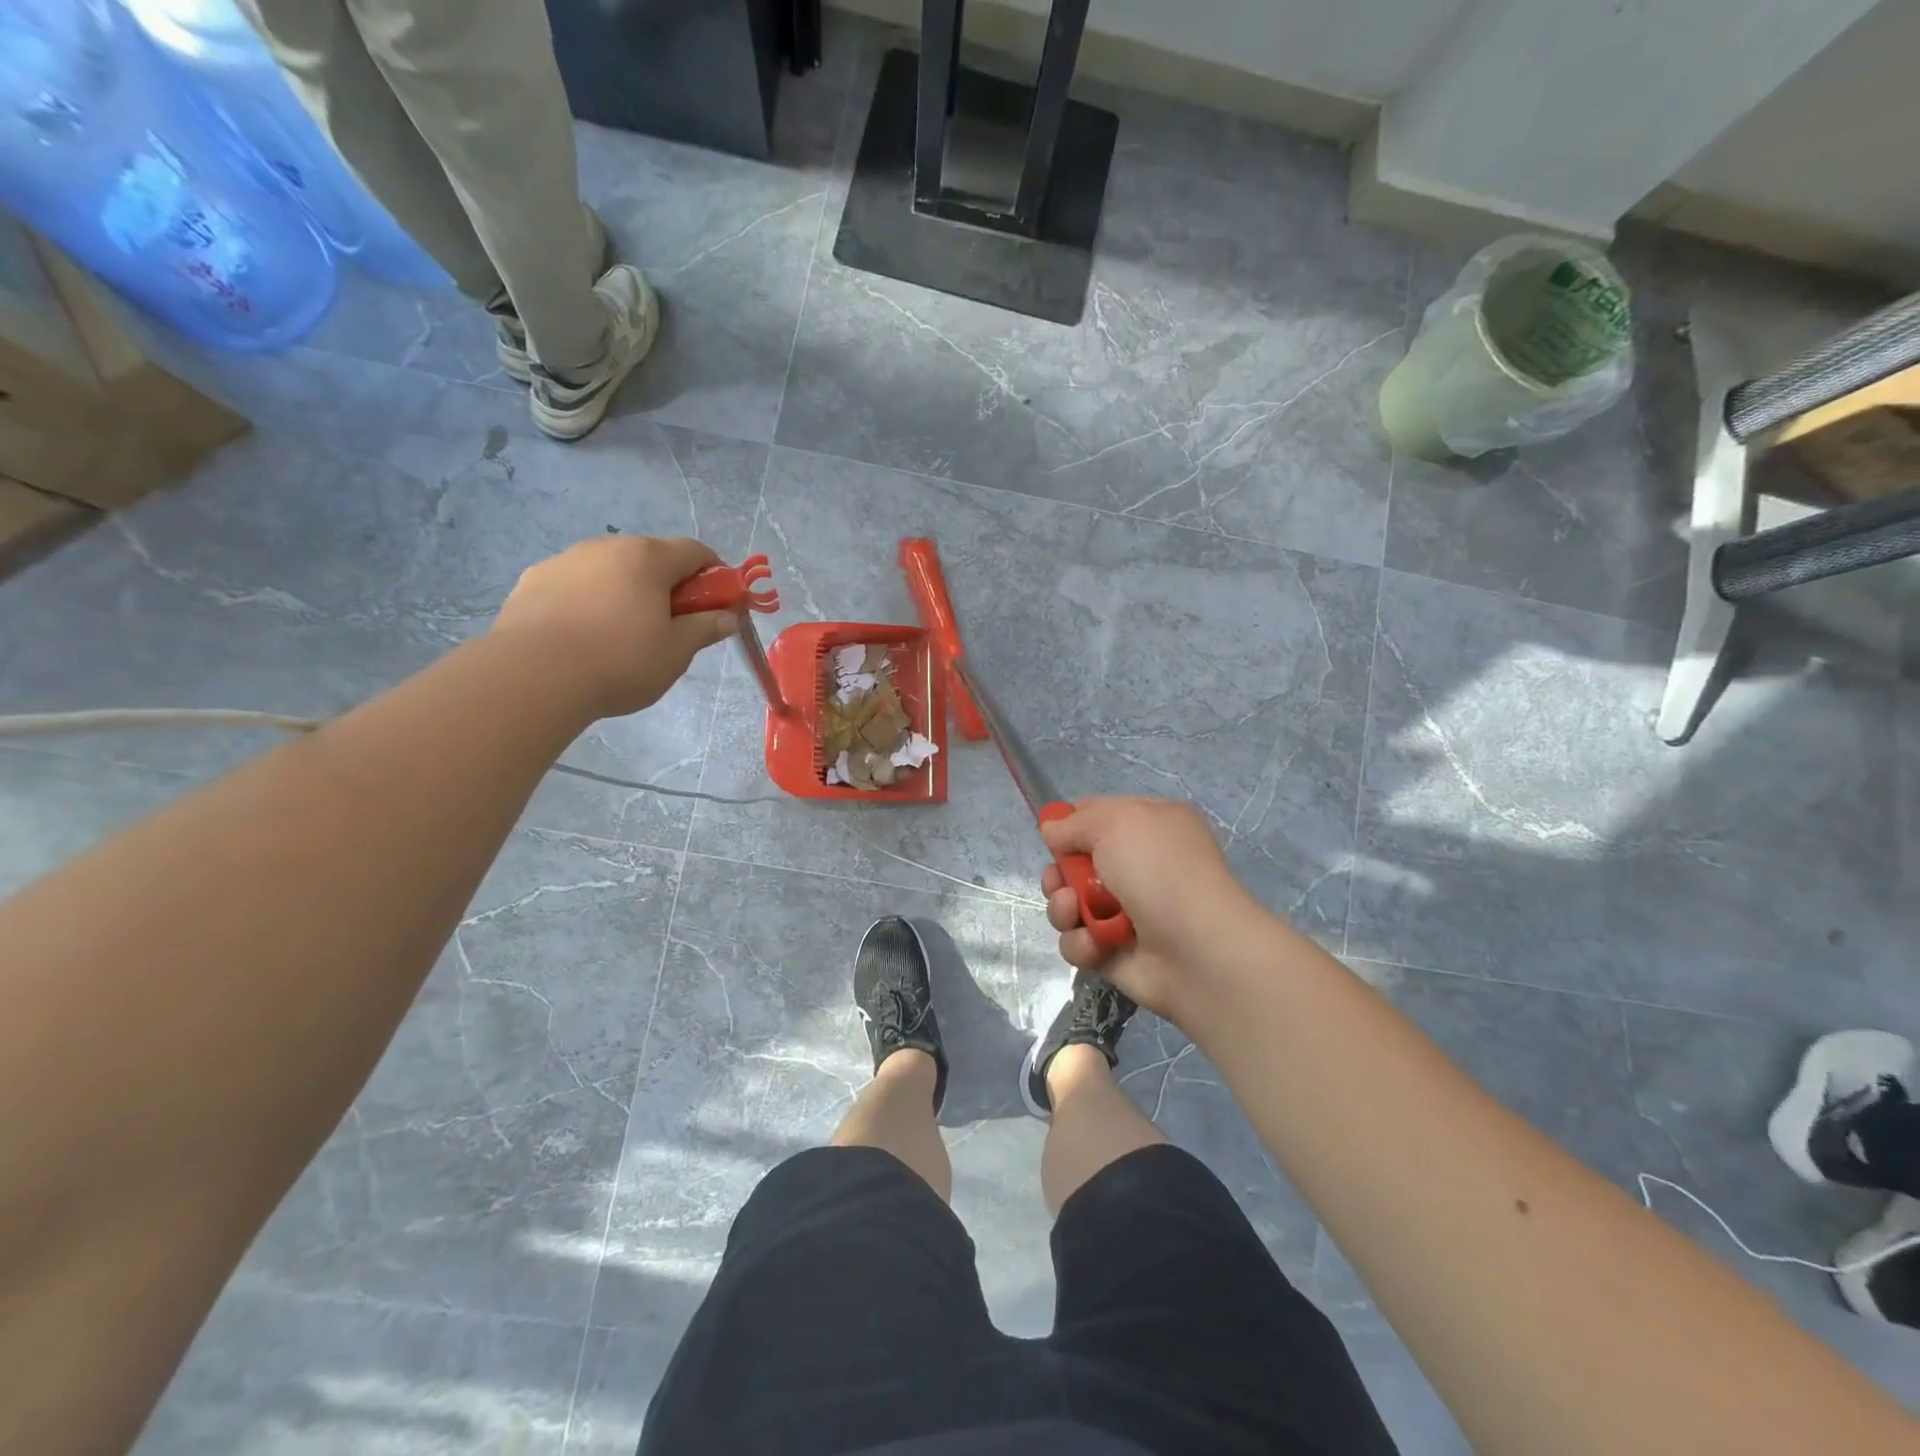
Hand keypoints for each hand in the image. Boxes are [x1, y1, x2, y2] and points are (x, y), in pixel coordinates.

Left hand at [492, 536, 737, 719]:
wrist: (532, 676)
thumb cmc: (620, 661)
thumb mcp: (676, 651)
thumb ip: (705, 628)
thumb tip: (728, 616)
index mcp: (647, 558)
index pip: (694, 551)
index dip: (715, 574)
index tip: (718, 603)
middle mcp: (606, 547)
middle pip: (650, 558)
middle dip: (668, 586)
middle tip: (672, 626)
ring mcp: (564, 560)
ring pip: (609, 571)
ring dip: (626, 592)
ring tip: (621, 636)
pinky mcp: (532, 581)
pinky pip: (575, 586)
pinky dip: (589, 602)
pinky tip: (583, 638)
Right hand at [1040, 797, 1260, 1023]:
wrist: (1197, 950)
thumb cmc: (1159, 871)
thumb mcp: (1116, 823)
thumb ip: (1074, 822)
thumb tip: (1051, 829)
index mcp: (1149, 826)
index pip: (1099, 815)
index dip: (1071, 824)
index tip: (1053, 834)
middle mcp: (1139, 866)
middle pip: (1075, 864)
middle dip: (1059, 873)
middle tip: (1060, 881)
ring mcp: (1126, 912)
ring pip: (1069, 904)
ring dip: (1063, 908)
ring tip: (1075, 912)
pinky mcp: (1114, 951)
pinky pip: (1078, 942)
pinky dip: (1081, 942)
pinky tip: (1096, 944)